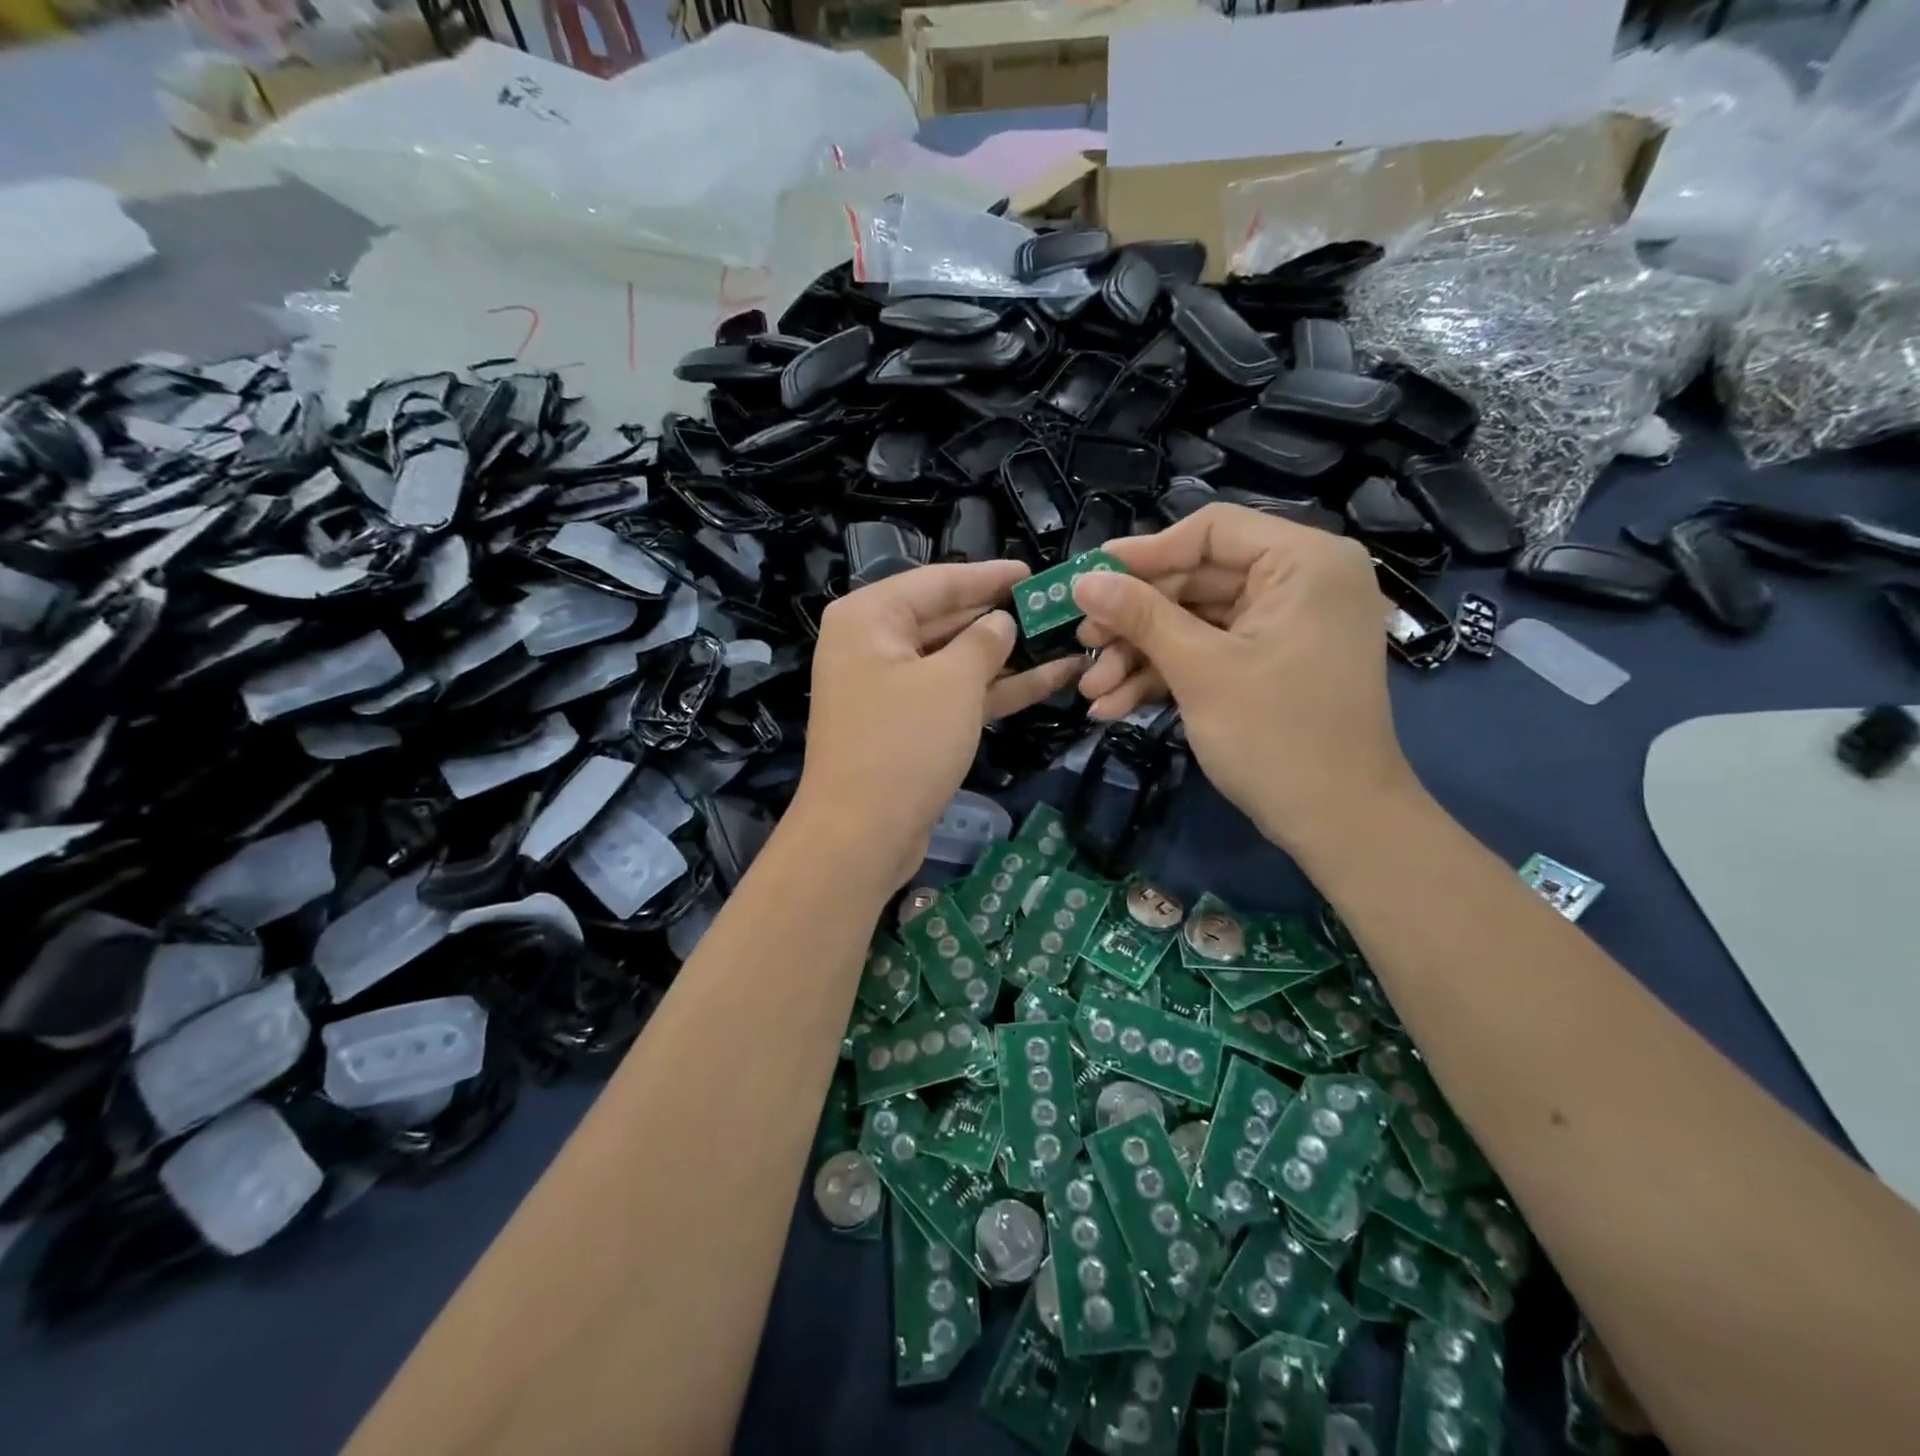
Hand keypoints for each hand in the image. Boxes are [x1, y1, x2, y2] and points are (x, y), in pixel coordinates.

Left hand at [793, 561, 1081, 883]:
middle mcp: (875, 645)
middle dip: (1003, 617)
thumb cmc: (904, 743)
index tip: (1035, 572)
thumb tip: (1002, 623)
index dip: (991, 576)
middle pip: (948, 619)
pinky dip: (997, 690)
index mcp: (870, 617)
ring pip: (958, 661)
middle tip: (1057, 607)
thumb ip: (984, 641)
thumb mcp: (953, 681)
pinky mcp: (909, 726)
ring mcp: (892, 688)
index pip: (939, 582)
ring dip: (1010, 656)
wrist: (861, 836)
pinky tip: (1051, 680)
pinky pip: (956, 695)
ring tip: (1068, 640)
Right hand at [1070, 503, 1418, 852]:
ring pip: (1196, 622)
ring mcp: (1285, 626)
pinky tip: (1116, 705)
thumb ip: (1141, 616)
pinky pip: (1211, 652)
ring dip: (1141, 655)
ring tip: (1092, 690)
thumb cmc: (1276, 736)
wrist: (1338, 823)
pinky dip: (1167, 675)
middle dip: (1135, 619)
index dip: (1145, 553)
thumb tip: (1083, 580)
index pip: (1211, 531)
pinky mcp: (1271, 663)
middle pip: (1196, 579)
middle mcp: (1300, 582)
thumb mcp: (1200, 670)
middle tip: (1084, 641)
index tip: (1089, 577)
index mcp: (1304, 562)